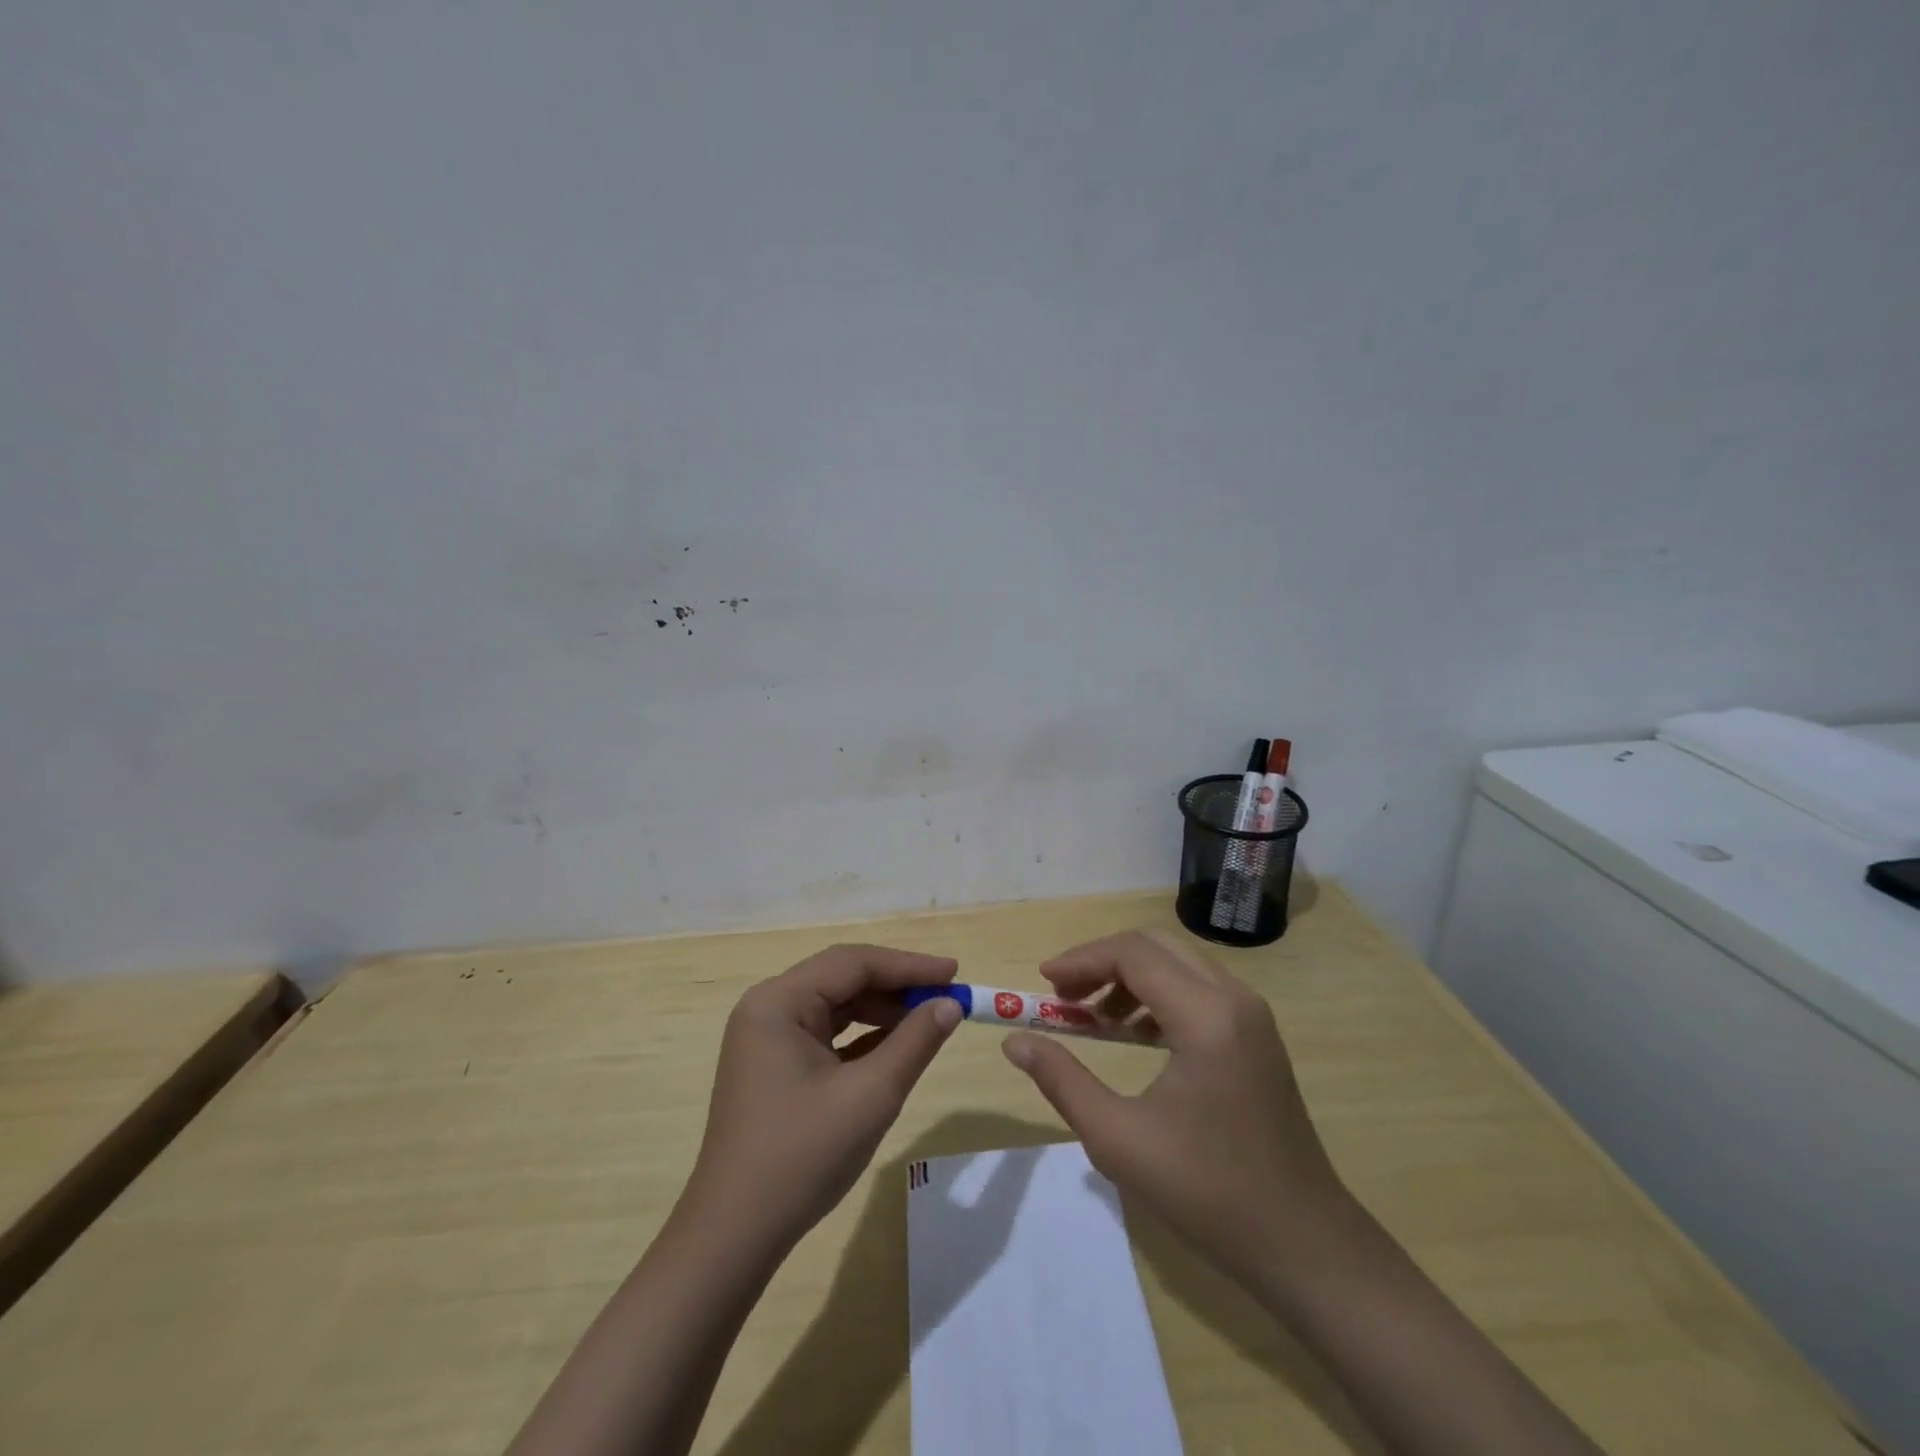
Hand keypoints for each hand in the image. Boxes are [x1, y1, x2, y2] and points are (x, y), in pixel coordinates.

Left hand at [681, 943, 962, 1253]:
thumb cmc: (802, 1157)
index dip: (908, 965)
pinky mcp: (773, 1064)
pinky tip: (897, 1044)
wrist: (734, 1236)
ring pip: (835, 1005)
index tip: (954, 972)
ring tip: (928, 1019)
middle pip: (842, 978)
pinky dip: (862, 1035)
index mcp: (778, 1002)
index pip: (853, 963)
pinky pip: (825, 1033)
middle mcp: (768, 1007)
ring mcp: (767, 1037)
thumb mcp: (871, 1096)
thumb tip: (950, 1005)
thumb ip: (915, 1042)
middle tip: (946, 996)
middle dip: (896, 986)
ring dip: (882, 1010)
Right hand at [1002, 929, 1348, 1290]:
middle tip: (1062, 997)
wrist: (1304, 1245)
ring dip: (1128, 978)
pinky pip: (1197, 990)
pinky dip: (1157, 996)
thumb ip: (1062, 1080)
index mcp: (1205, 1016)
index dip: (1081, 960)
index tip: (1042, 984)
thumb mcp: (1118, 1139)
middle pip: (1155, 947)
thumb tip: (1014, 1042)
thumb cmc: (1208, 1193)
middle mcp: (1233, 999)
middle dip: (1102, 962)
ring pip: (1177, 965)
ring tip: (1090, 1019)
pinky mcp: (1256, 1036)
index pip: (1132, 954)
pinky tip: (1132, 1034)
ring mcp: (1251, 1016)